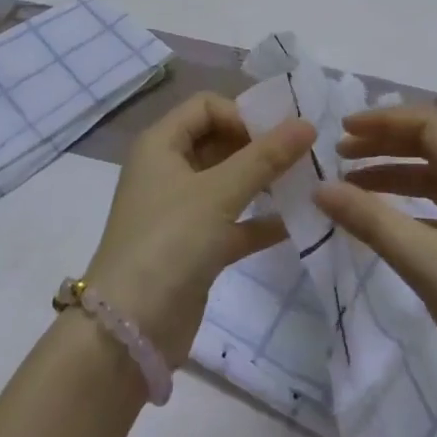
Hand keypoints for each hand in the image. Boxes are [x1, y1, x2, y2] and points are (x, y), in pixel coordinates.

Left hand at [87, 92, 315, 365]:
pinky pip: (233, 222)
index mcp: (161, 144)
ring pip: (228, 182)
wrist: (130, 330)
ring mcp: (181, 210)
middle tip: (304, 156)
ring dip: (264, 182)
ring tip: (307, 183)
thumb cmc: (169, 242)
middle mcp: (168, 170)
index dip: (242, 114)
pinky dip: (260, 220)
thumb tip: (307, 123)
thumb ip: (264, 157)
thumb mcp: (218, 193)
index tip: (278, 135)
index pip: (206, 106)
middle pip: (219, 141)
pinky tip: (297, 223)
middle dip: (259, 147)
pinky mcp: (194, 247)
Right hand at [315, 107, 436, 433]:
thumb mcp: (425, 262)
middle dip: (384, 144)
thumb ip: (370, 220)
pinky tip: (384, 225)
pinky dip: (408, 207)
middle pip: (431, 146)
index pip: (429, 124)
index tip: (342, 129)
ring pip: (434, 180)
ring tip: (350, 188)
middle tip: (339, 155)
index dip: (383, 120)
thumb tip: (320, 188)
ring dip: (393, 176)